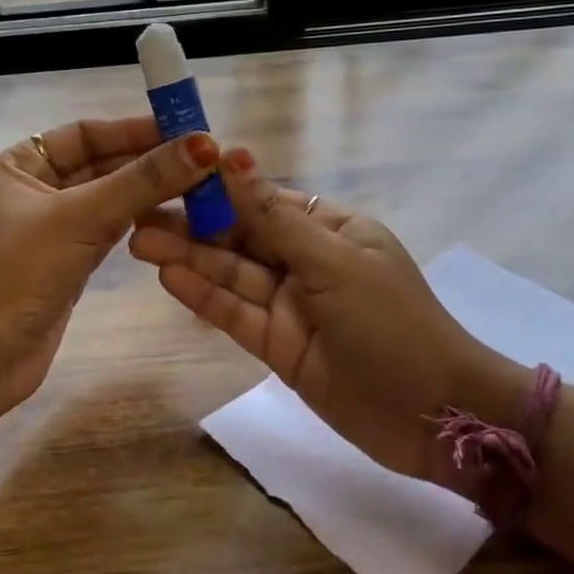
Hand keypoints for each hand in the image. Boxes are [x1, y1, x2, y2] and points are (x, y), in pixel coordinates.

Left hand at [0, 116, 219, 418]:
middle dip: (148, 162)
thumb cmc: (18, 275)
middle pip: (100, 164)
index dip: (135, 129)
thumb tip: (205, 145)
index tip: (186, 130)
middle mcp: (33, 190)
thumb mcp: (81, 218)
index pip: (85, 133)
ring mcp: (50, 229)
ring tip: (200, 186)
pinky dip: (138, 222)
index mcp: (18, 165)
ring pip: (108, 198)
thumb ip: (143, 180)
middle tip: (204, 161)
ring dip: (148, 192)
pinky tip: (173, 217)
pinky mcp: (67, 262)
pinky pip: (109, 230)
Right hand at [127, 149, 532, 483]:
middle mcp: (308, 262)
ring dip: (189, 259)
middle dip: (194, 227)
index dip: (220, 189)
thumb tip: (236, 158)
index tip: (173, 175)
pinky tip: (168, 278)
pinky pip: (236, 315)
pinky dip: (204, 297)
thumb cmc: (392, 323)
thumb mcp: (334, 262)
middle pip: (242, 238)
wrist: (434, 414)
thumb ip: (276, 218)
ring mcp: (292, 306)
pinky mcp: (279, 347)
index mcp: (332, 229)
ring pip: (233, 276)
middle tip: (138, 214)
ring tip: (139, 242)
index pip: (265, 201)